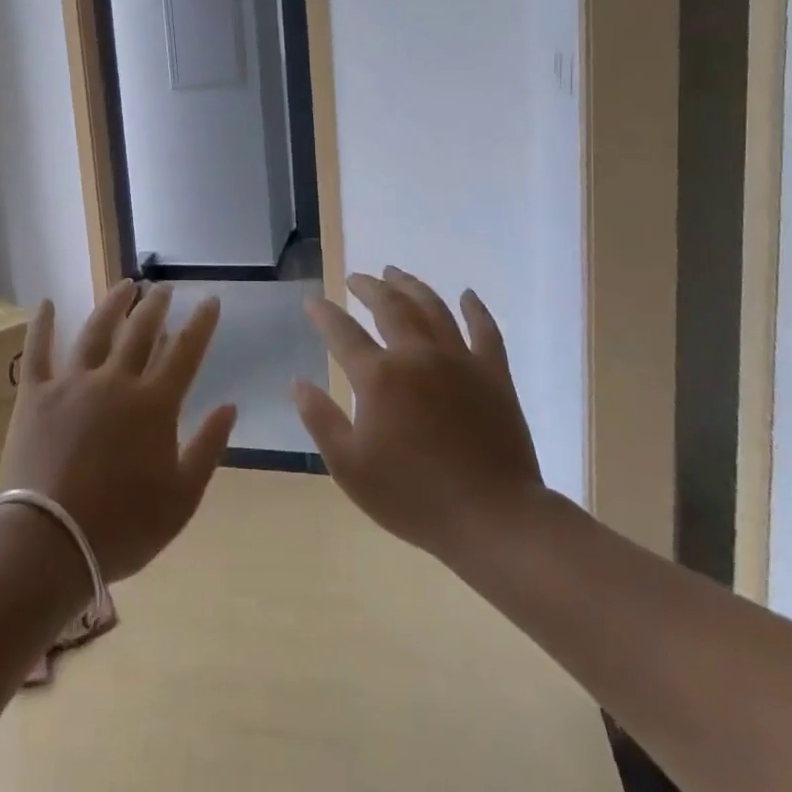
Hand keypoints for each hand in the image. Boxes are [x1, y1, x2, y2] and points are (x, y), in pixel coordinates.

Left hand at [0, 281, 237, 582]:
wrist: (49, 542)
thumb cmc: (123, 527)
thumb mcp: (181, 498)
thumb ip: (208, 448)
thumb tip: (230, 406)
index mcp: (154, 405)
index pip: (185, 353)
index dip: (200, 324)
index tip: (209, 299)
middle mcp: (115, 382)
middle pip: (140, 332)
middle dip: (156, 306)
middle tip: (163, 287)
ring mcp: (72, 383)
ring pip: (96, 331)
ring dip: (113, 304)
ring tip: (125, 285)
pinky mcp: (35, 394)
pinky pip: (37, 351)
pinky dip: (43, 325)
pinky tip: (48, 303)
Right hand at [293, 268, 543, 560]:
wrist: (493, 519)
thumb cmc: (413, 496)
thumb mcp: (349, 467)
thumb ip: (320, 420)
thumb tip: (297, 382)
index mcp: (378, 377)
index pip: (342, 332)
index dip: (323, 313)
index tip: (312, 301)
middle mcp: (417, 356)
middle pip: (389, 306)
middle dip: (368, 287)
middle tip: (356, 278)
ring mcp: (459, 361)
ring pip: (433, 308)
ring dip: (411, 286)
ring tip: (396, 272)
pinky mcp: (494, 375)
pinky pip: (485, 331)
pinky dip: (475, 310)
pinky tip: (468, 295)